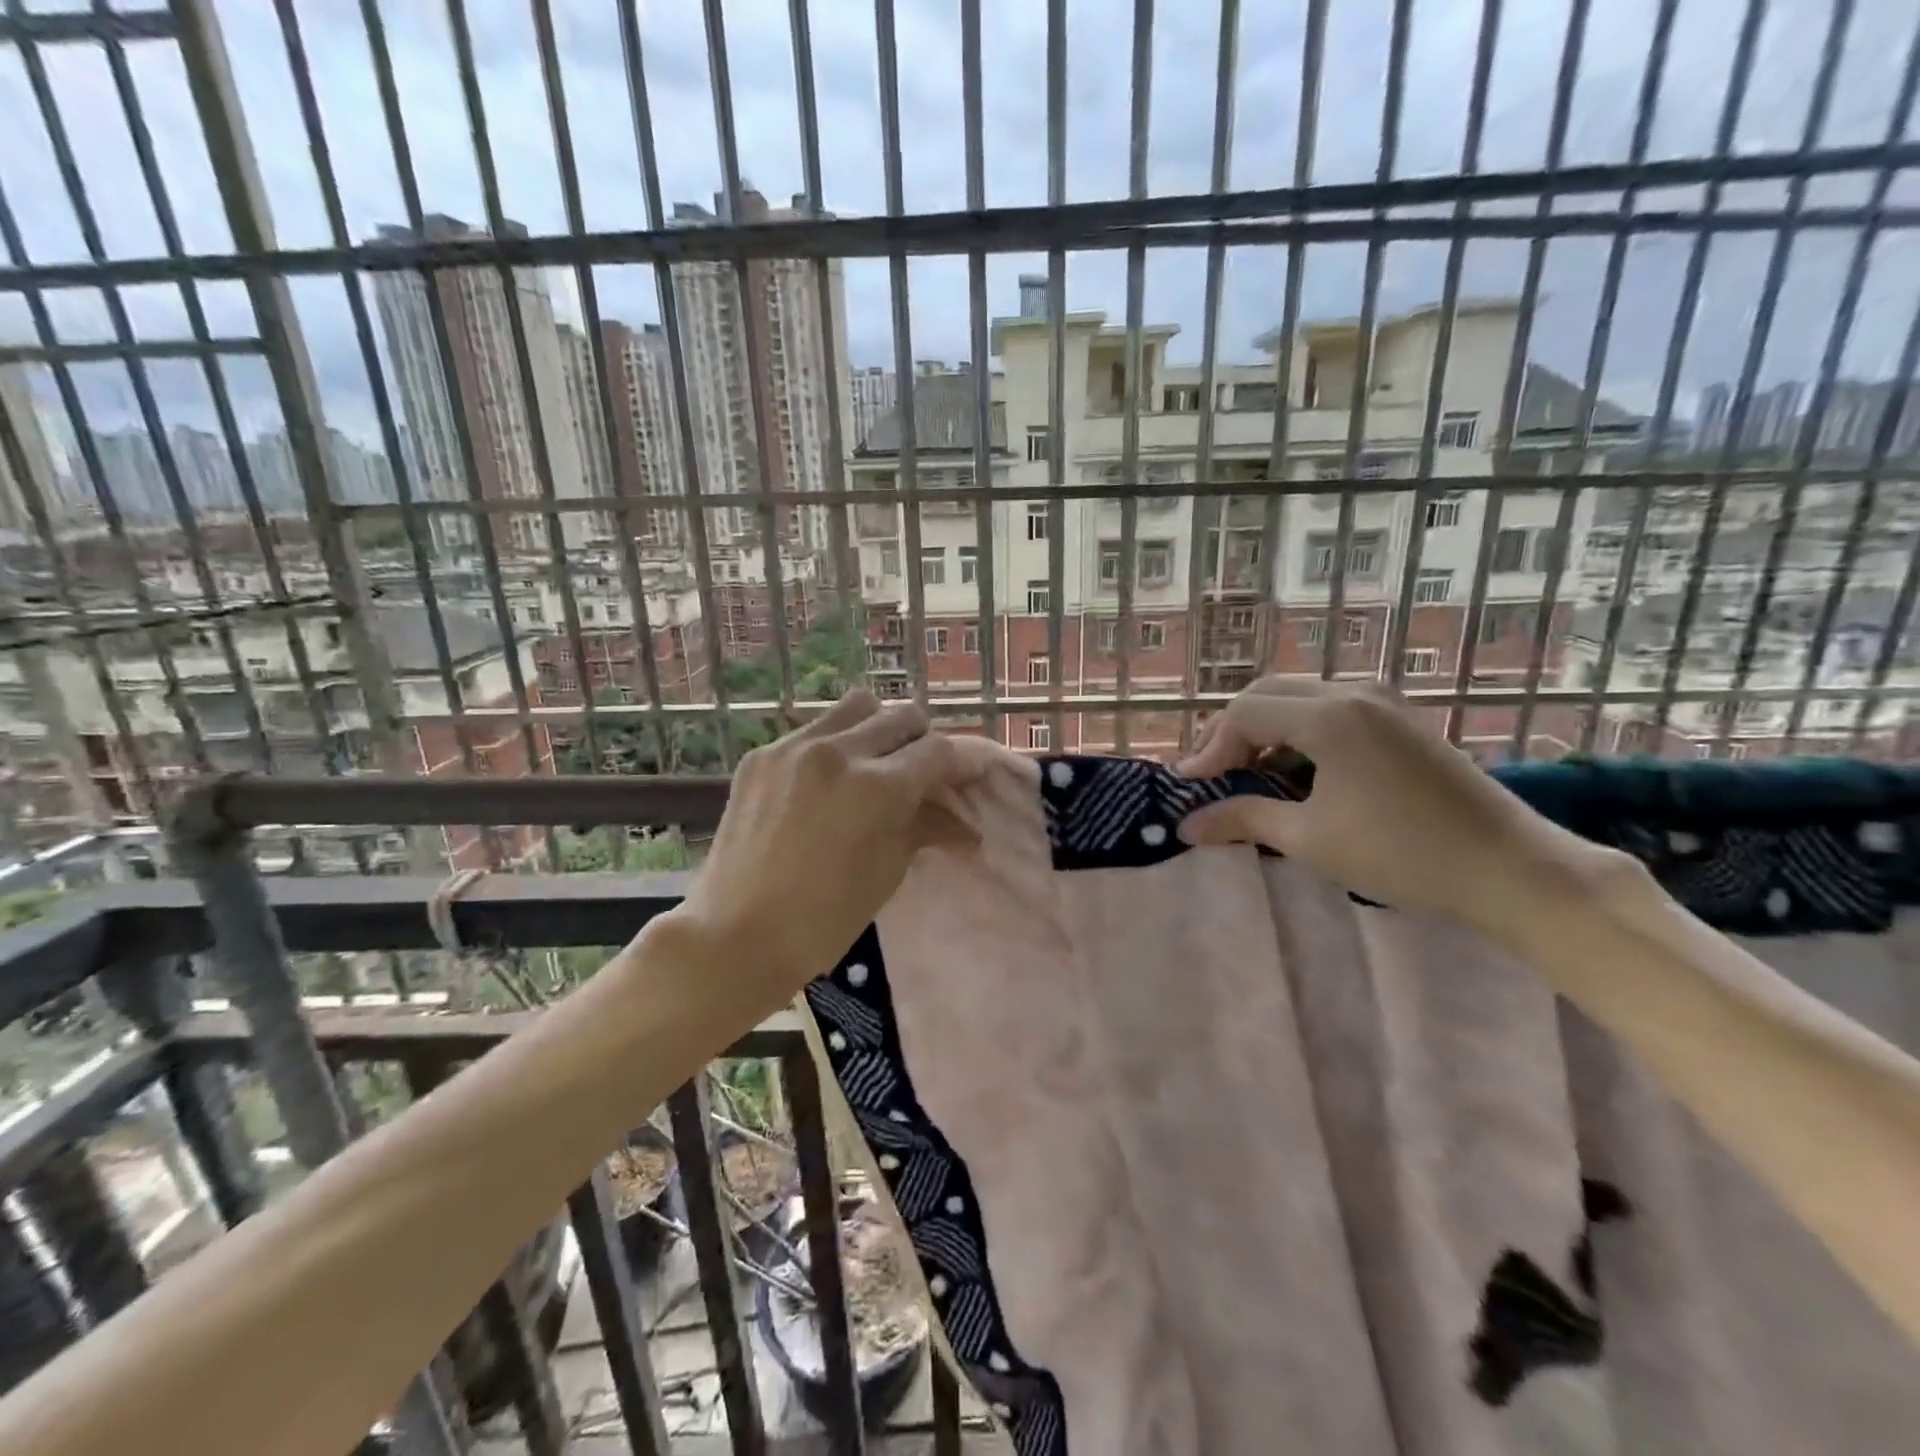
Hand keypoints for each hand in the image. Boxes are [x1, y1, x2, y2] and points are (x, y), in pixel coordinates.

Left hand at [679, 690, 977, 1000]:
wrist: (734, 935)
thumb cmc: (823, 919)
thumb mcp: (887, 871)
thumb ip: (925, 828)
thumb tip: (966, 825)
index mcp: (878, 786)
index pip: (937, 751)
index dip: (959, 764)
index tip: (965, 778)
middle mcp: (838, 751)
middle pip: (902, 716)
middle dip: (922, 741)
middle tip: (920, 773)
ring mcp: (794, 747)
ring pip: (857, 707)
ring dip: (878, 728)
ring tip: (874, 764)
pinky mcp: (761, 755)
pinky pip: (812, 730)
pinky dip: (834, 745)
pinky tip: (826, 782)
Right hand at [1177, 679, 1600, 932]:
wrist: (1511, 869)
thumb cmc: (1402, 854)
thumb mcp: (1309, 839)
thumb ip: (1243, 819)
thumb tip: (1187, 824)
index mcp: (1329, 715)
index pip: (1244, 713)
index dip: (1210, 748)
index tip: (1192, 787)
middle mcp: (1354, 692)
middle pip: (1267, 693)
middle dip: (1231, 731)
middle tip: (1212, 773)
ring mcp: (1383, 702)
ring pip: (1299, 697)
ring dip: (1264, 729)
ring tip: (1247, 772)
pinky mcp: (1401, 719)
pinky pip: (1330, 708)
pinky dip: (1298, 731)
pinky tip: (1296, 769)